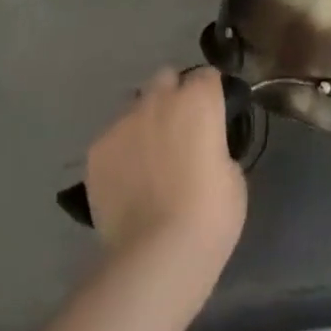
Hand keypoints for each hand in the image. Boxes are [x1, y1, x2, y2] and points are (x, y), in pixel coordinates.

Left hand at [84, 68, 246, 275]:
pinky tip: (127, 182)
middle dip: (173, 96)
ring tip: (148, 160)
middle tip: (179, 131)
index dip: (209, 93)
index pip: (206, 75)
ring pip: (135, 108)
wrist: (158, 254)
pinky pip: (113, 139)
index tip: (212, 114)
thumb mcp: (233, 176)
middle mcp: (159, 99)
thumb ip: (216, 147)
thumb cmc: (210, 215)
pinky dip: (121, 153)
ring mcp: (123, 122)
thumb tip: (204, 148)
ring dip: (145, 123)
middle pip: (166, 79)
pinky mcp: (97, 150)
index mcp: (198, 100)